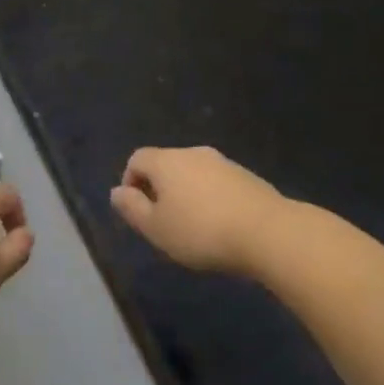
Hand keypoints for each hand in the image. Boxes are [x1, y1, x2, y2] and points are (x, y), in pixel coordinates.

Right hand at [111, 146, 288, 276]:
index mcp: (166, 161)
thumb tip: (116, 191)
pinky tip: (220, 224)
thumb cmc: (201, 231)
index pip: (137, 159)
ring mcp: (222, 162)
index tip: (138, 212)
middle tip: (164, 223)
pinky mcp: (246, 176)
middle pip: (165, 164)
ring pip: (193, 173)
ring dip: (186, 193)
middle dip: (159, 189)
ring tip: (193, 227)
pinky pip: (216, 182)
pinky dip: (210, 198)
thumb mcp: (156, 228)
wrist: (267, 231)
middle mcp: (192, 152)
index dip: (130, 182)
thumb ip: (132, 208)